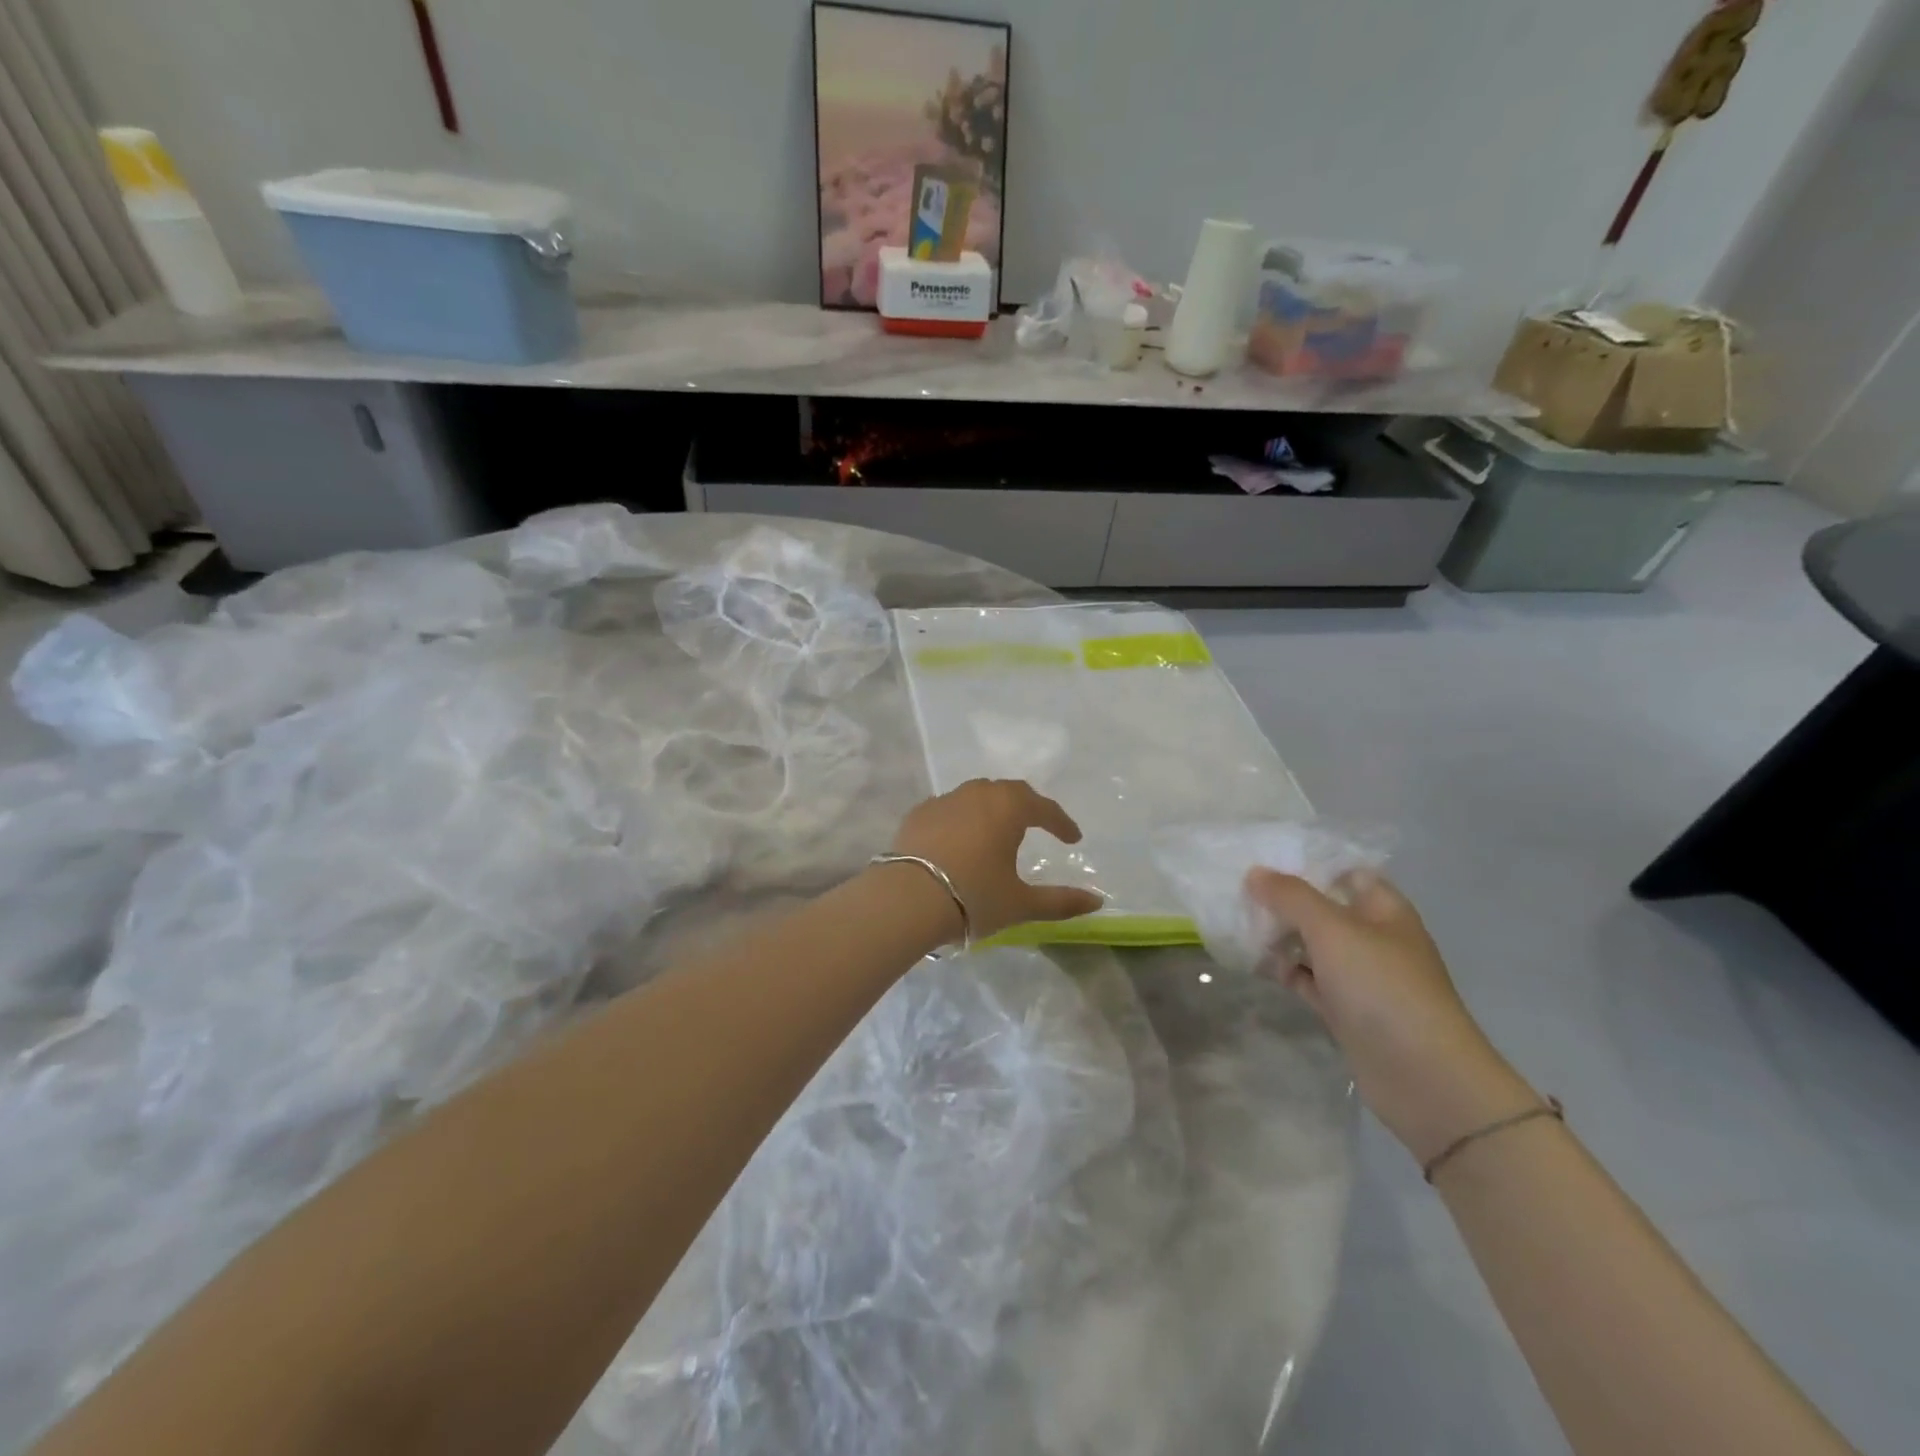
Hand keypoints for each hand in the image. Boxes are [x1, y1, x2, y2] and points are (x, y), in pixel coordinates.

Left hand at [888, 780, 1104, 940]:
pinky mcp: (917, 814)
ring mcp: (943, 801)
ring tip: (998, 830)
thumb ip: (1060, 901)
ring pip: (976, 796)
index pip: (1043, 807)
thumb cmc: (973, 896)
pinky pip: (948, 808)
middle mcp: (977, 794)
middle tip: (1038, 825)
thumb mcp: (1021, 903)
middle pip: (1009, 792)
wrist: (907, 899)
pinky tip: (959, 839)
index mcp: (1008, 808)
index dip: (1061, 822)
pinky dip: (961, 818)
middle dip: (1027, 807)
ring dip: (992, 809)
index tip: (1073, 838)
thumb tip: (1097, 901)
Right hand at [1246, 868, 1539, 1164]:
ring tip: (1237, 925)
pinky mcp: (1346, 1009)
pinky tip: (1253, 963)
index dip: (1307, 863)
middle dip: (1283, 901)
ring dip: (1279, 937)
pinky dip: (1284, 971)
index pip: (1345, 872)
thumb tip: (1255, 873)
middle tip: (1238, 893)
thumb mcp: (1333, 930)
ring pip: (1312, 945)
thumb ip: (1291, 897)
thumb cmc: (1383, 988)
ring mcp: (1360, 976)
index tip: (1263, 859)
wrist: (1423, 1077)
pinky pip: (1308, 979)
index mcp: (1383, 910)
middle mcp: (1373, 938)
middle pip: (1323, 908)